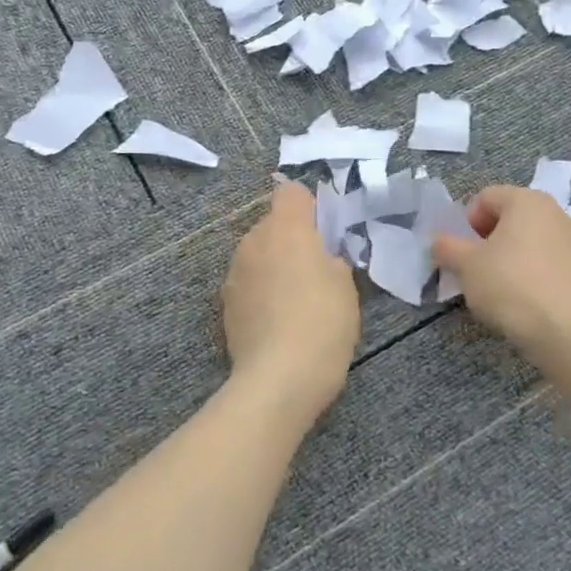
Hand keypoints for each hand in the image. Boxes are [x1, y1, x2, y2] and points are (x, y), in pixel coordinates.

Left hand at [221, 181, 359, 423]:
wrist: (278, 378)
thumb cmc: (323, 322)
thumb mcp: (346, 285)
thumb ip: (331, 259)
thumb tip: (320, 257)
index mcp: (286, 227)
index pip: (291, 192)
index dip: (309, 207)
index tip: (325, 233)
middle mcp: (253, 240)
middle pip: (273, 224)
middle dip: (292, 240)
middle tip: (316, 271)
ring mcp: (234, 272)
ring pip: (258, 255)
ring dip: (274, 267)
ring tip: (296, 302)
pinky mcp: (225, 304)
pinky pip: (247, 284)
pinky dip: (261, 293)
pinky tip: (277, 322)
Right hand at [431, 185, 570, 349]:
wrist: (565, 328)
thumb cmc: (509, 284)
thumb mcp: (465, 265)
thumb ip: (446, 247)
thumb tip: (440, 242)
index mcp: (526, 200)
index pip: (485, 197)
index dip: (466, 222)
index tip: (462, 251)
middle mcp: (554, 212)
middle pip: (510, 218)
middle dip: (488, 239)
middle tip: (476, 268)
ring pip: (529, 241)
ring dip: (510, 256)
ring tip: (499, 287)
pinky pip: (548, 263)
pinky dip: (532, 273)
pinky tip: (524, 300)